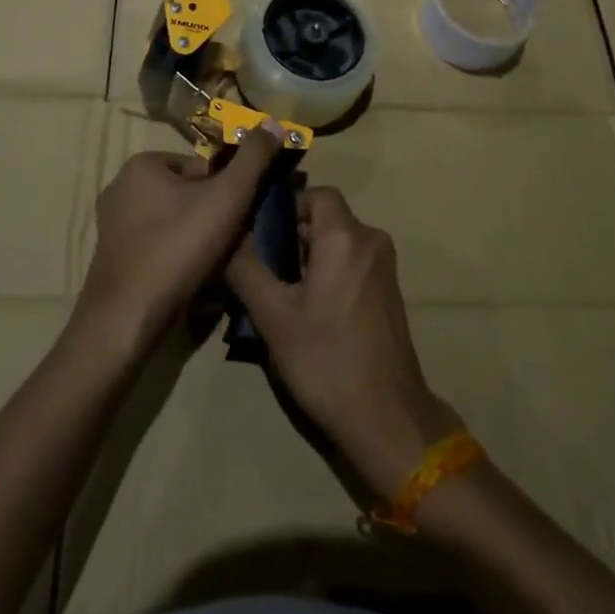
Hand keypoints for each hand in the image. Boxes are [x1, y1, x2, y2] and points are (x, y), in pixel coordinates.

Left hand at [78, 124, 283, 356]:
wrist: (127, 319)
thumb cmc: (178, 248)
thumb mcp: (227, 197)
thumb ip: (253, 158)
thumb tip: (272, 122)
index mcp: (142, 164)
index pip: (202, 167)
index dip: (227, 192)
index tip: (239, 219)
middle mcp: (120, 186)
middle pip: (187, 194)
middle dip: (211, 215)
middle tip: (230, 243)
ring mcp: (112, 224)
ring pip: (173, 221)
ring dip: (196, 238)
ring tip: (213, 265)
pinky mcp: (112, 257)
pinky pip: (156, 245)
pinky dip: (175, 256)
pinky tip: (189, 279)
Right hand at [226, 187, 461, 500]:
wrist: (388, 419)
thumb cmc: (327, 361)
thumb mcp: (274, 316)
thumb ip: (246, 268)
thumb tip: (227, 235)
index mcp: (346, 236)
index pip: (315, 194)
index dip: (285, 207)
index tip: (258, 234)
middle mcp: (370, 241)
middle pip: (323, 219)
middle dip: (289, 238)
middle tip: (259, 269)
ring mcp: (383, 268)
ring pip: (335, 244)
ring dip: (305, 260)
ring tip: (275, 295)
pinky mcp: (387, 293)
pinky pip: (349, 264)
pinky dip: (325, 275)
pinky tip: (304, 313)